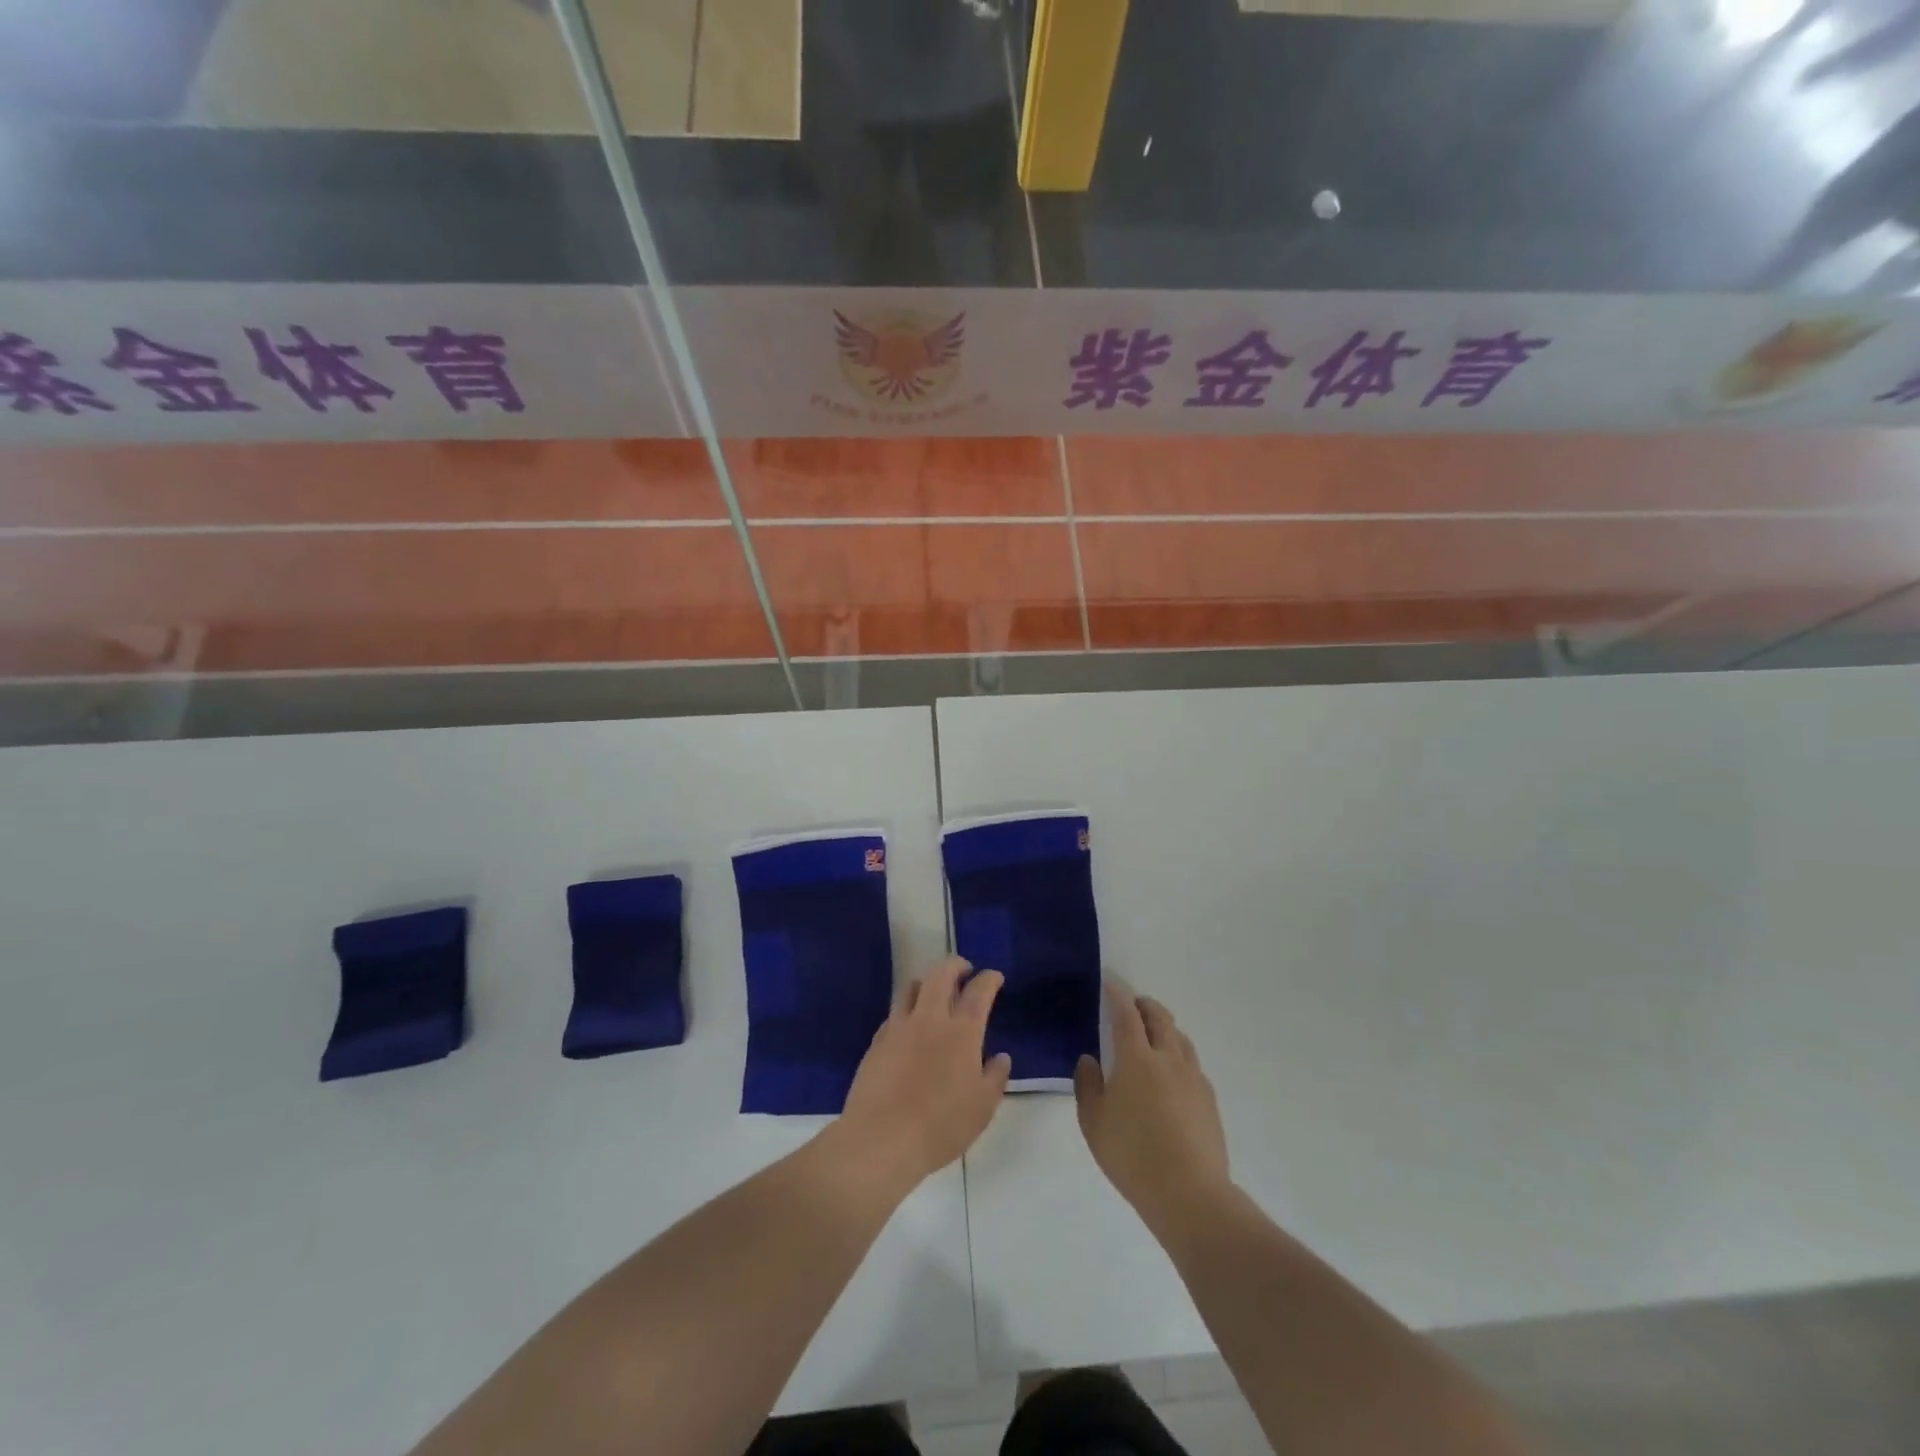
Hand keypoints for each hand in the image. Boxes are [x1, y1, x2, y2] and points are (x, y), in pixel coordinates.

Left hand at [837, 957, 1011, 1191]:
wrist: (881, 1138)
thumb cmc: (940, 1125)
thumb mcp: (982, 1108)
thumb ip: (995, 1077)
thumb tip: (1001, 1057)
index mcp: (962, 1031)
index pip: (979, 991)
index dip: (989, 978)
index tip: (994, 977)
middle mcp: (930, 1018)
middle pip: (941, 974)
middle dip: (955, 964)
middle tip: (964, 970)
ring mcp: (899, 1026)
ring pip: (912, 985)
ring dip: (927, 980)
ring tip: (933, 990)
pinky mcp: (877, 1040)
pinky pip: (894, 1012)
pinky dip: (906, 1009)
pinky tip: (910, 1025)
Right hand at [1075, 984, 1230, 1236]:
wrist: (1190, 1194)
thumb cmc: (1132, 1155)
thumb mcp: (1093, 1122)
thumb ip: (1088, 1084)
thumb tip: (1090, 1059)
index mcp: (1136, 1058)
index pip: (1126, 1014)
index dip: (1118, 994)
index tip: (1111, 982)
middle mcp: (1168, 1058)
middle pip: (1160, 1017)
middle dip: (1144, 1005)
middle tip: (1132, 1005)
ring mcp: (1193, 1078)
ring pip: (1180, 1038)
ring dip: (1165, 1027)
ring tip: (1153, 1037)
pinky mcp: (1209, 1099)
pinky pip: (1192, 1063)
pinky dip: (1178, 1055)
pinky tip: (1172, 1075)